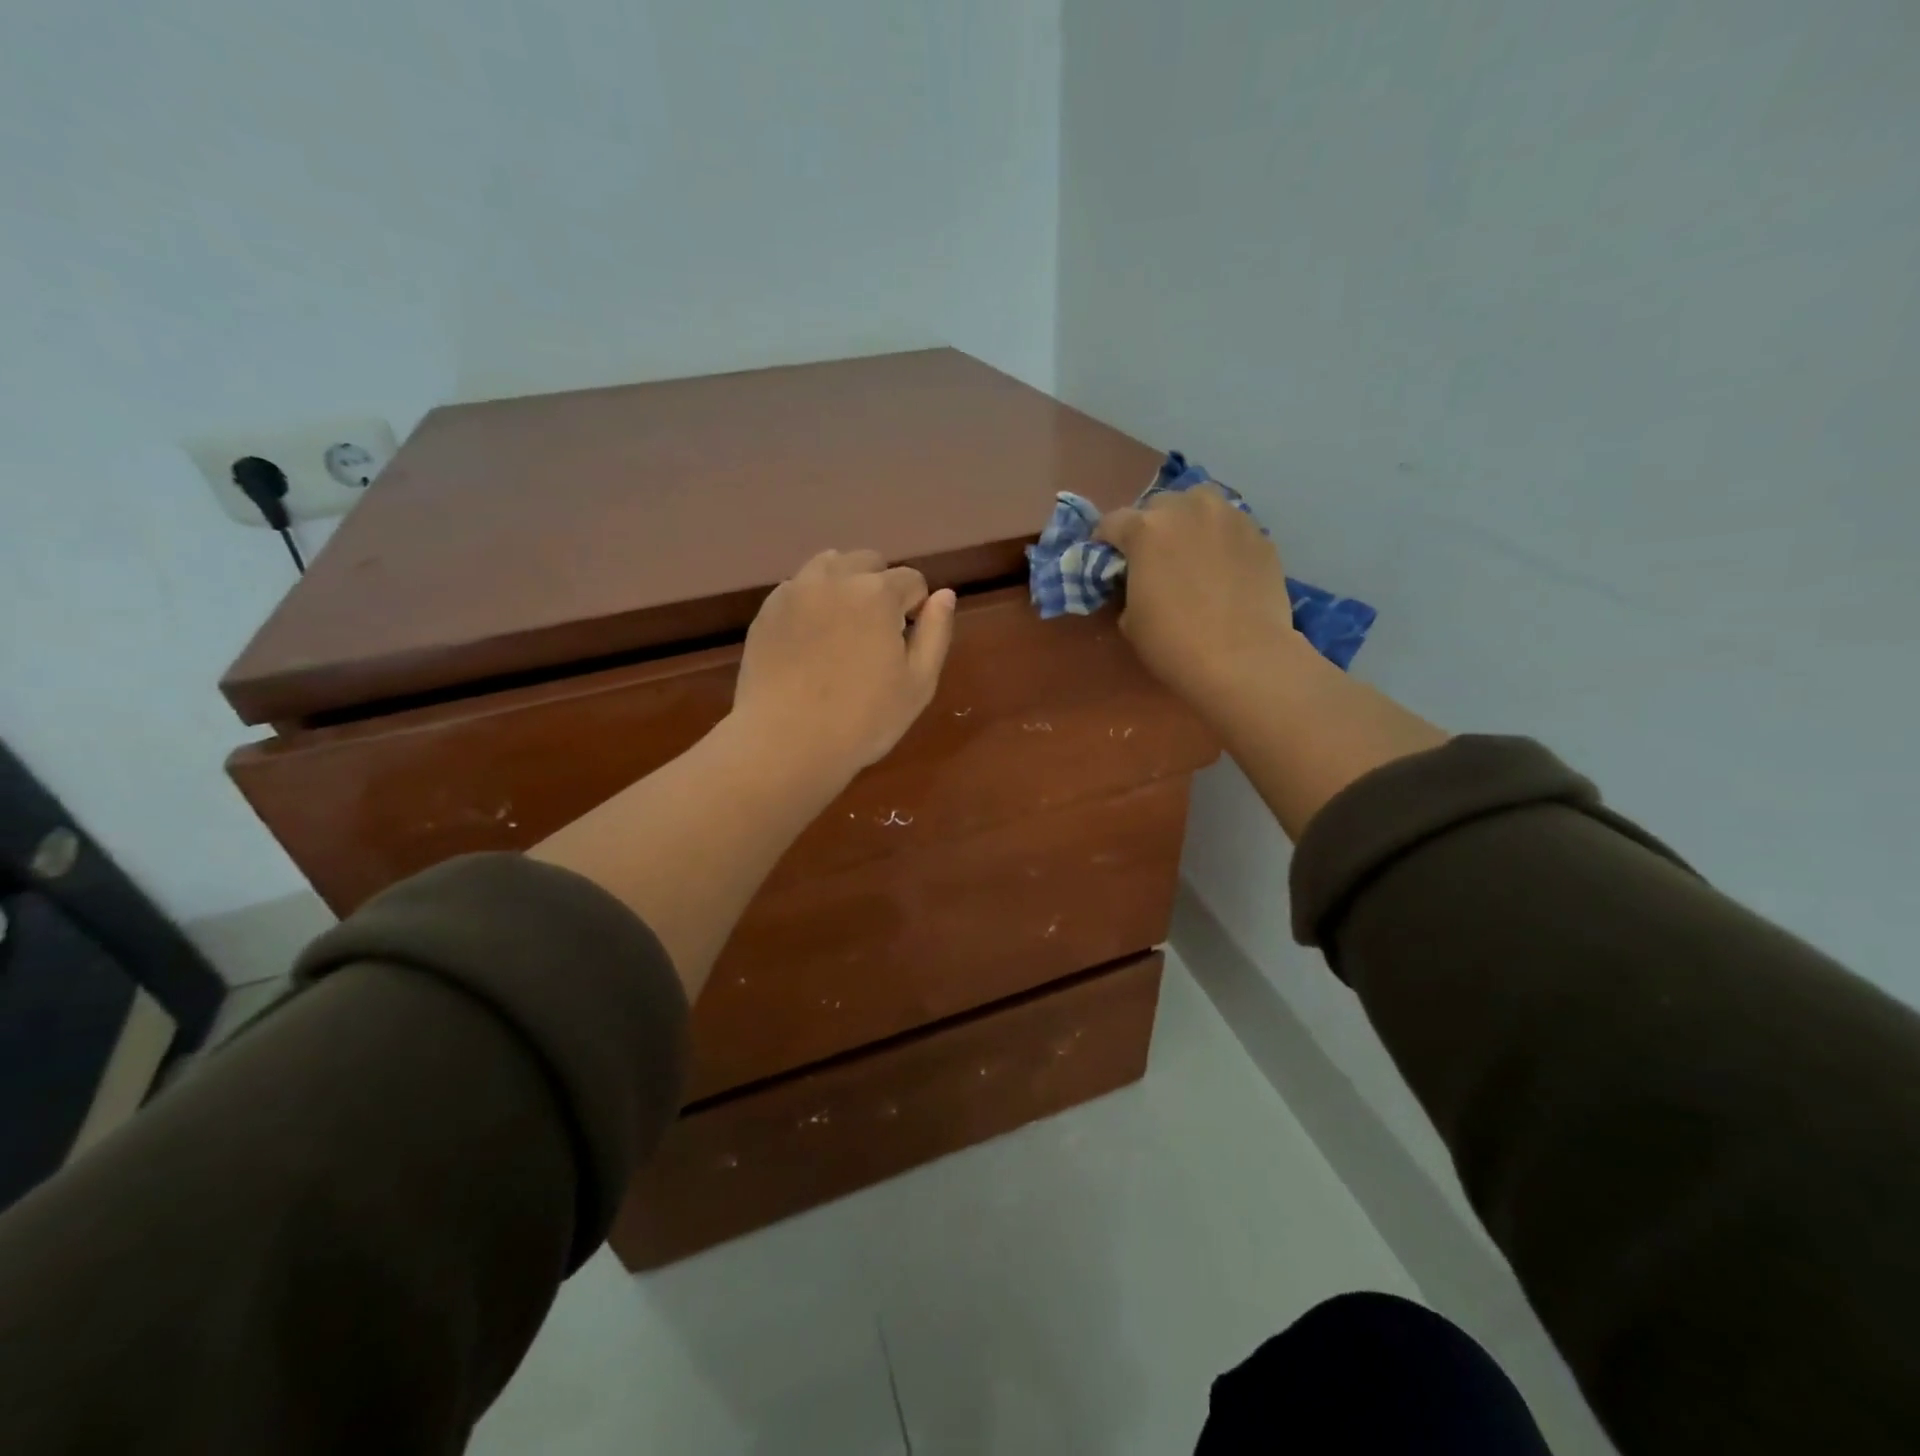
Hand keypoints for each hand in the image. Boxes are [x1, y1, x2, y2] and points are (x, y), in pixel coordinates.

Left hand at [731, 549, 956, 777]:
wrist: (785, 742)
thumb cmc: (863, 720)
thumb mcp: (918, 684)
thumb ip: (936, 632)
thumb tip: (944, 595)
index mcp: (877, 593)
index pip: (912, 580)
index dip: (915, 609)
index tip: (906, 642)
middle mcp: (834, 578)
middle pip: (868, 562)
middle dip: (880, 588)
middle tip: (876, 634)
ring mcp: (795, 591)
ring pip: (828, 566)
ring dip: (844, 585)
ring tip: (843, 628)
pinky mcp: (767, 611)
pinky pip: (798, 588)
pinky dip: (812, 602)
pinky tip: (811, 641)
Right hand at [1096, 485, 1309, 722]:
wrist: (1243, 658)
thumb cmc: (1174, 642)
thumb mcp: (1130, 620)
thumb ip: (1129, 588)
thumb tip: (1139, 584)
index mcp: (1145, 528)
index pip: (1112, 522)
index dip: (1105, 542)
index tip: (1108, 561)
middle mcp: (1188, 508)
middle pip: (1159, 506)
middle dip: (1151, 527)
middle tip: (1154, 558)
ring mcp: (1230, 517)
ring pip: (1201, 506)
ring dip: (1190, 523)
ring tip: (1192, 553)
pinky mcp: (1261, 535)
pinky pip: (1231, 529)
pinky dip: (1222, 541)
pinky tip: (1224, 570)